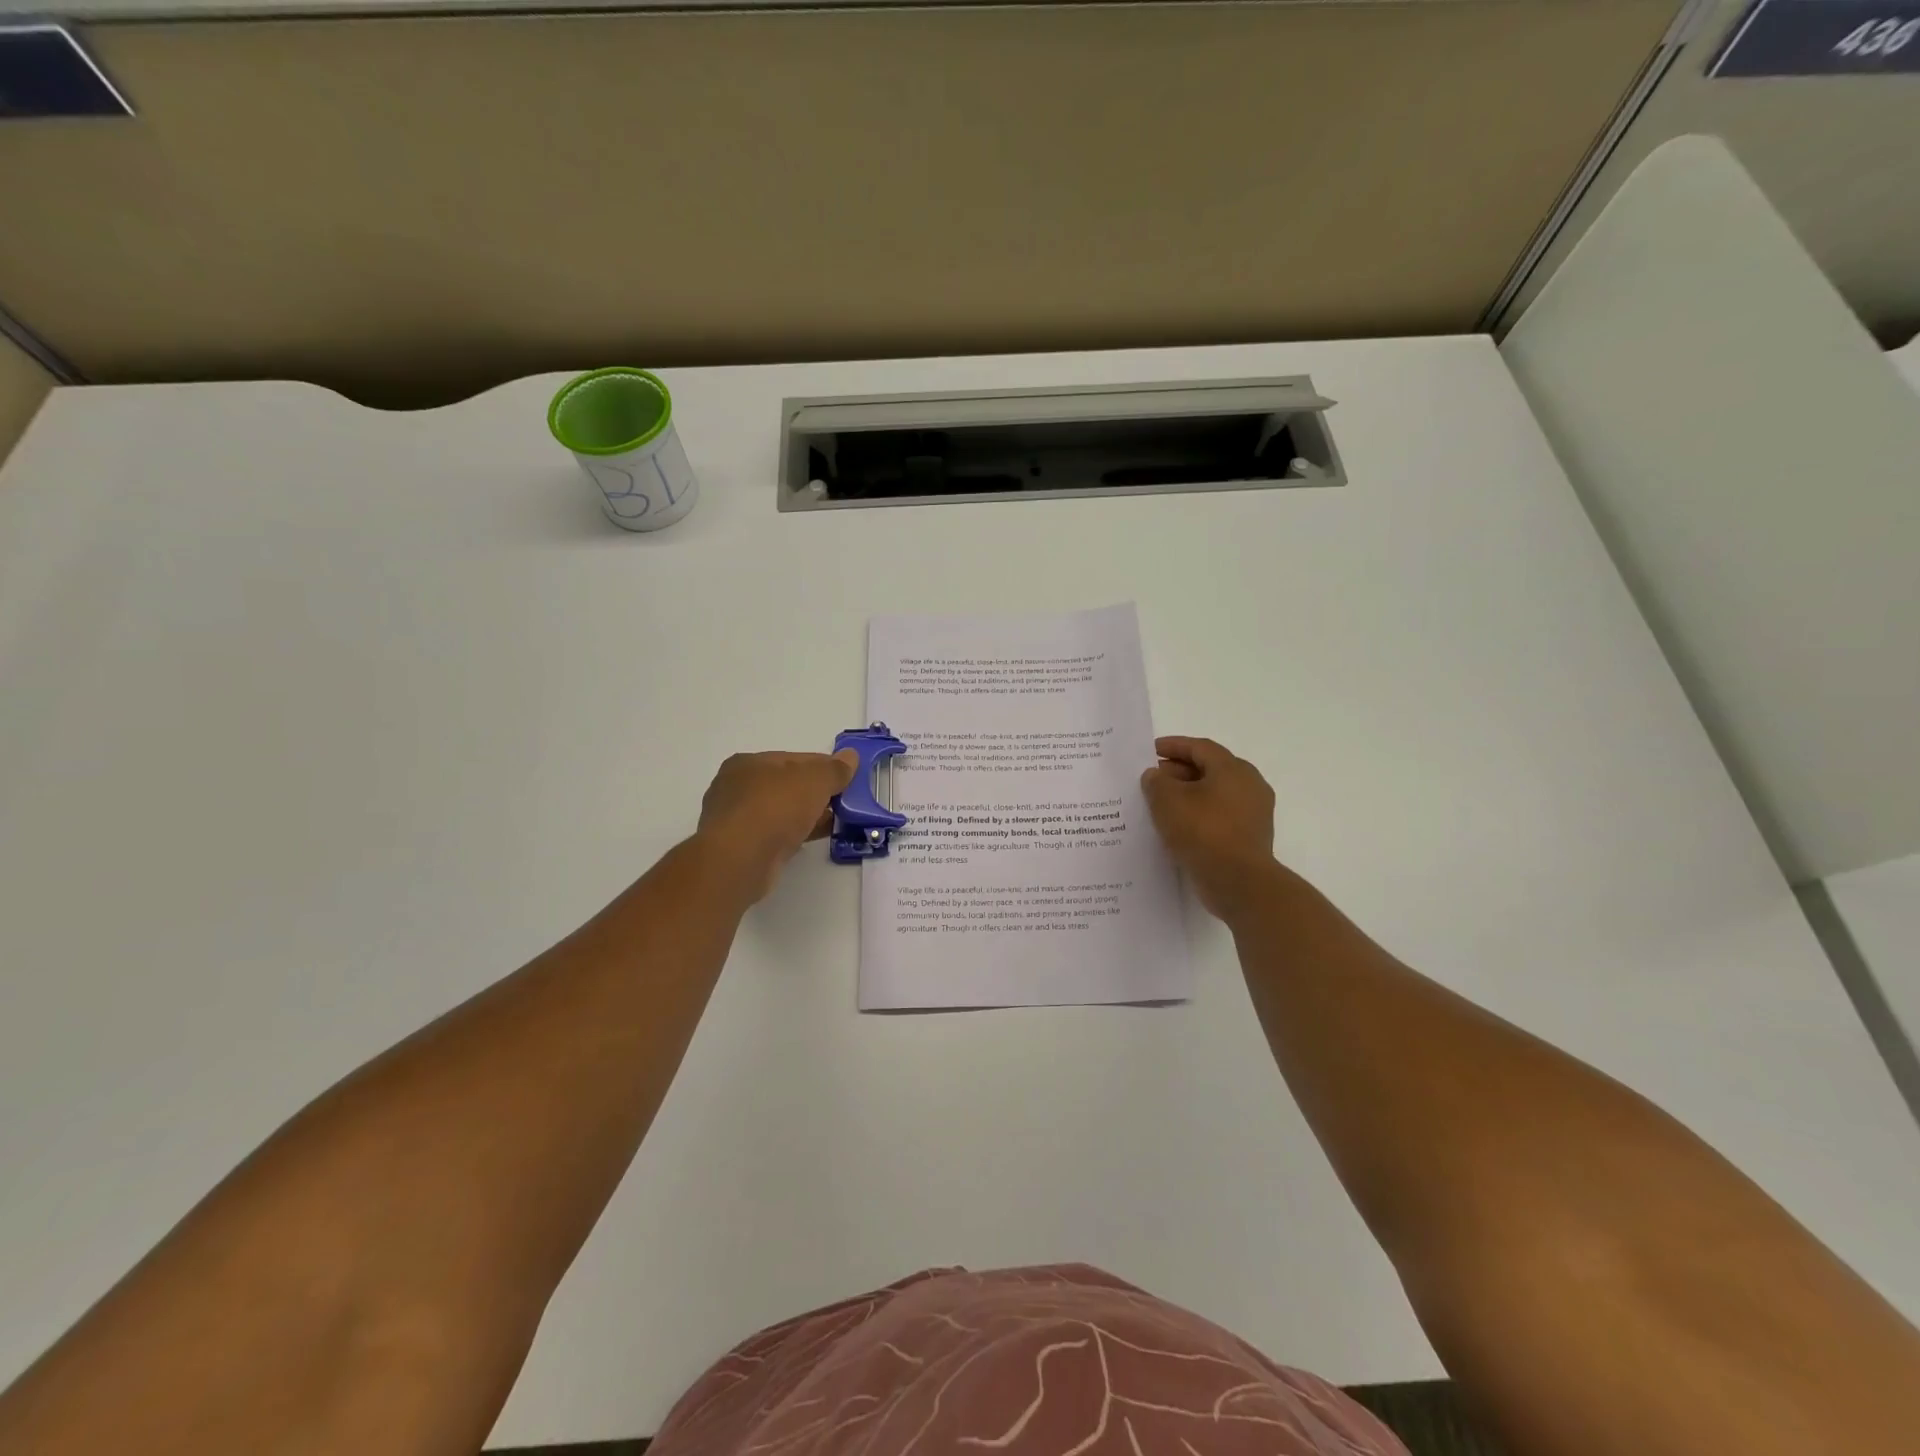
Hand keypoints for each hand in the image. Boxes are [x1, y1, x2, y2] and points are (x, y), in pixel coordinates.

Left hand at [696, 750, 859, 901]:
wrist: (740, 860)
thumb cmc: (775, 808)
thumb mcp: (814, 781)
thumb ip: (834, 769)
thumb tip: (851, 756)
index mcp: (748, 763)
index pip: (795, 759)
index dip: (824, 767)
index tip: (848, 778)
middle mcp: (736, 788)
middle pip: (787, 785)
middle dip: (816, 793)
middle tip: (844, 802)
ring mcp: (736, 820)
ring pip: (781, 812)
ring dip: (807, 815)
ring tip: (836, 821)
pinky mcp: (740, 848)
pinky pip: (775, 834)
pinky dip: (795, 834)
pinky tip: (815, 838)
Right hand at [1141, 736, 1278, 920]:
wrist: (1239, 882)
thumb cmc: (1203, 832)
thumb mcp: (1168, 801)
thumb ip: (1156, 782)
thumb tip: (1155, 776)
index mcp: (1233, 769)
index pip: (1200, 748)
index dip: (1173, 746)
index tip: (1150, 751)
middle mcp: (1249, 785)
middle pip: (1209, 769)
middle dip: (1178, 772)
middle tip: (1152, 779)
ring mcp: (1253, 813)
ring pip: (1214, 794)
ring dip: (1187, 796)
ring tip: (1160, 804)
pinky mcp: (1250, 837)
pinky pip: (1219, 817)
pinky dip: (1198, 815)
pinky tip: (1177, 827)